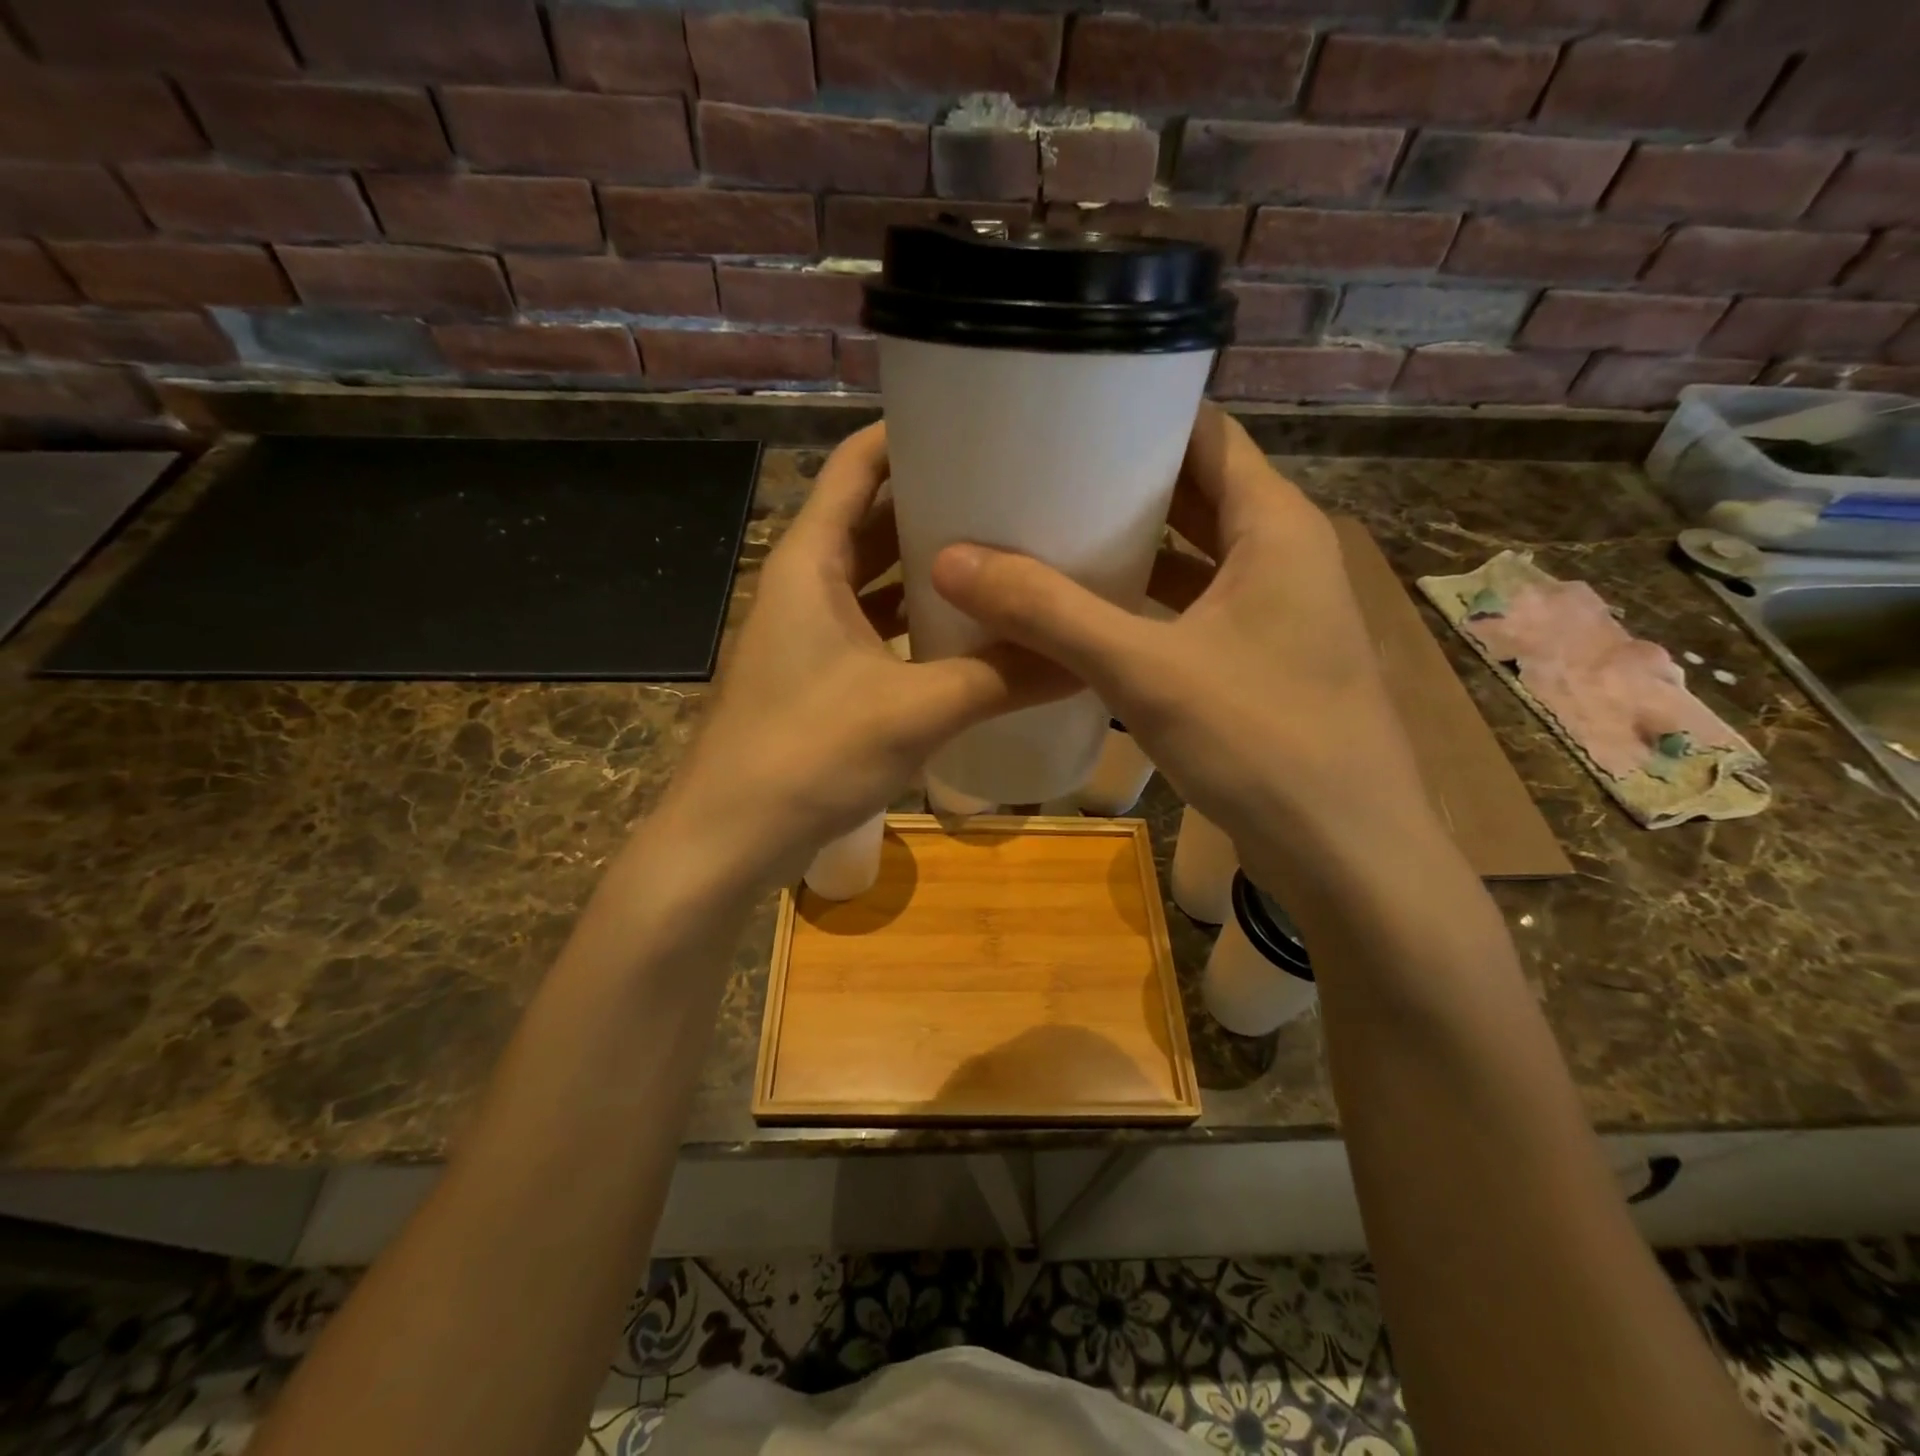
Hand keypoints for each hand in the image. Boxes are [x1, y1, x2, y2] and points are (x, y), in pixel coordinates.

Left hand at [658, 424, 1070, 893]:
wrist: (730, 839)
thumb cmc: (807, 755)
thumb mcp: (915, 710)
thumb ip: (1001, 678)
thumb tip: (1085, 657)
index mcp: (810, 560)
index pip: (857, 464)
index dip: (910, 434)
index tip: (978, 423)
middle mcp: (805, 583)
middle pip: (872, 517)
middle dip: (935, 501)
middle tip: (1013, 491)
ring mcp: (811, 632)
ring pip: (875, 578)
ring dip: (929, 566)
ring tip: (1003, 552)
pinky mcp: (821, 676)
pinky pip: (876, 627)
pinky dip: (916, 620)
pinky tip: (967, 631)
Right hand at [931, 404, 1433, 874]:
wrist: (1348, 857)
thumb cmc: (1263, 744)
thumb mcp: (1146, 672)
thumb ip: (1050, 614)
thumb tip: (952, 560)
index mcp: (1273, 526)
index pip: (1205, 433)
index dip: (1137, 414)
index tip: (1062, 411)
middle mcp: (1281, 555)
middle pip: (1194, 493)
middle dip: (1119, 484)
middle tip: (1034, 476)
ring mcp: (1275, 613)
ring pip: (1192, 557)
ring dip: (1130, 549)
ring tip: (1047, 536)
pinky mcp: (1260, 663)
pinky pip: (1193, 610)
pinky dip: (1144, 605)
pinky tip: (1088, 617)